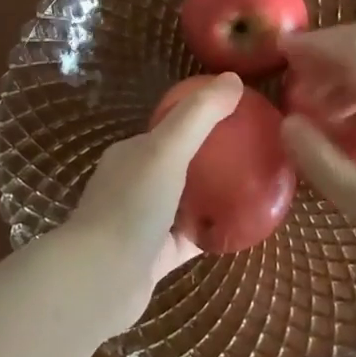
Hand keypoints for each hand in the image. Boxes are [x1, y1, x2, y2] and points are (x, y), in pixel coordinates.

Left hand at [63, 73, 242, 324]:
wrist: (101, 279)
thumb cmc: (132, 205)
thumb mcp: (167, 149)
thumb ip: (199, 115)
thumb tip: (234, 77)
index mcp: (131, 154)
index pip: (169, 130)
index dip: (201, 120)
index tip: (238, 118)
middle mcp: (134, 184)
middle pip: (180, 165)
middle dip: (212, 158)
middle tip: (253, 154)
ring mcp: (143, 223)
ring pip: (185, 203)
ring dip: (213, 195)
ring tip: (254, 186)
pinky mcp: (155, 258)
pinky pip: (191, 238)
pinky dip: (212, 231)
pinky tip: (242, 228)